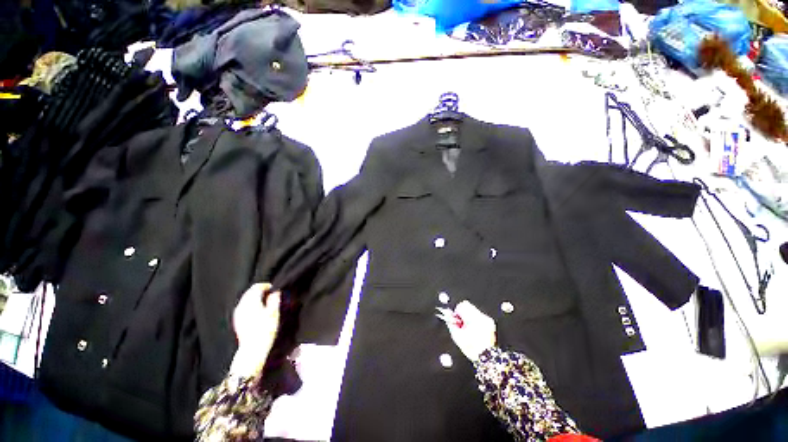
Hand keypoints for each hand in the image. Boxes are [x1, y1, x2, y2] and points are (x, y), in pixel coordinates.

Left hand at [230, 283, 280, 376]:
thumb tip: (276, 291)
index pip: (257, 287)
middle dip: (260, 290)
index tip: (274, 289)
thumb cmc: (266, 329)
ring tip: (265, 301)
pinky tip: (257, 309)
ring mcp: (238, 312)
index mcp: (252, 301)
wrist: (252, 349)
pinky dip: (250, 304)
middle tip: (271, 294)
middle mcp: (242, 305)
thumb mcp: (274, 313)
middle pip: (250, 292)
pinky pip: (243, 306)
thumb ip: (274, 299)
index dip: (266, 285)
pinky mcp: (237, 319)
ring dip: (255, 297)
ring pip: (246, 298)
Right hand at [437, 300, 496, 361]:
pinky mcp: (490, 322)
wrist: (487, 358)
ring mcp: (487, 319)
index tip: (456, 320)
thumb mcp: (456, 336)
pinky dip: (475, 320)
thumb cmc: (472, 348)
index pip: (462, 305)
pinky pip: (479, 316)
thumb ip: (450, 323)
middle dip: (462, 313)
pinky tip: (474, 330)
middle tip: (461, 324)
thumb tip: (447, 315)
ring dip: (468, 316)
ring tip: (468, 328)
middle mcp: (481, 317)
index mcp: (473, 319)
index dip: (457, 312)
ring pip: (473, 310)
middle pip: (468, 306)